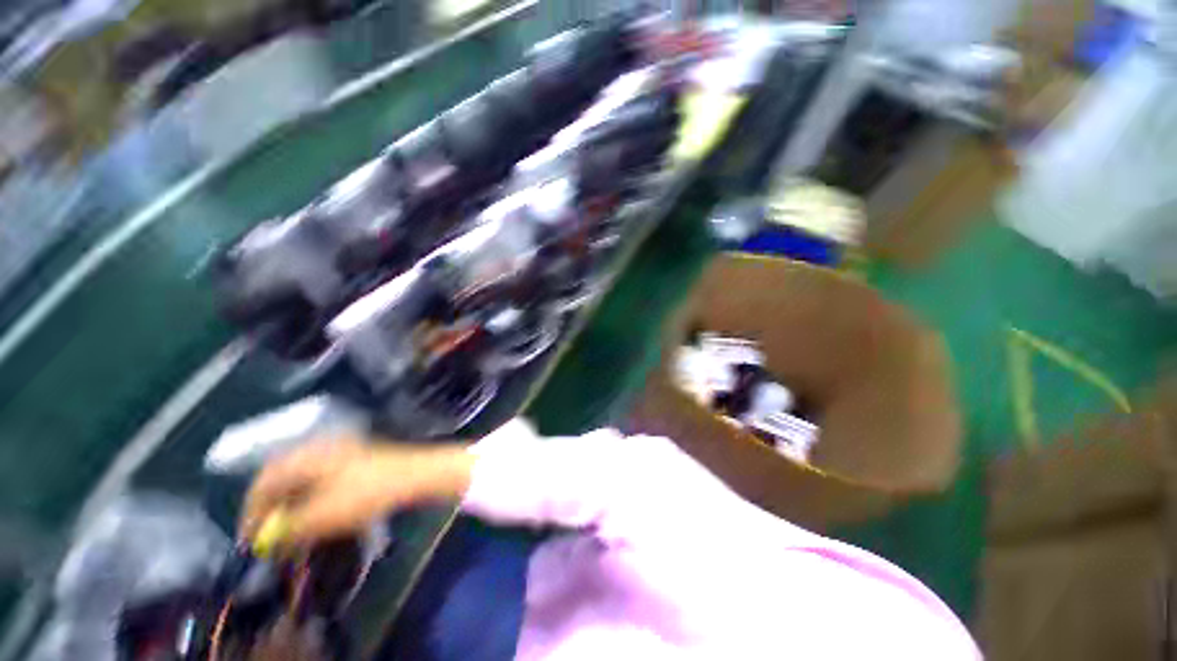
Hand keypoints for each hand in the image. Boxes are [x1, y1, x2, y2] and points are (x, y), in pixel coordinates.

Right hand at [240, 438, 474, 546]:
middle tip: (267, 537)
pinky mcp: (355, 460)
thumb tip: (264, 541)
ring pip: (302, 480)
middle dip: (270, 510)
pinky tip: (315, 517)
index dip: (251, 513)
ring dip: (291, 506)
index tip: (247, 542)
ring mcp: (340, 451)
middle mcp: (319, 448)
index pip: (263, 482)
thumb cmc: (367, 493)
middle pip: (281, 479)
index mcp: (306, 456)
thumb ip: (288, 529)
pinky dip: (311, 499)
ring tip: (289, 532)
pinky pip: (321, 479)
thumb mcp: (323, 515)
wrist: (414, 474)